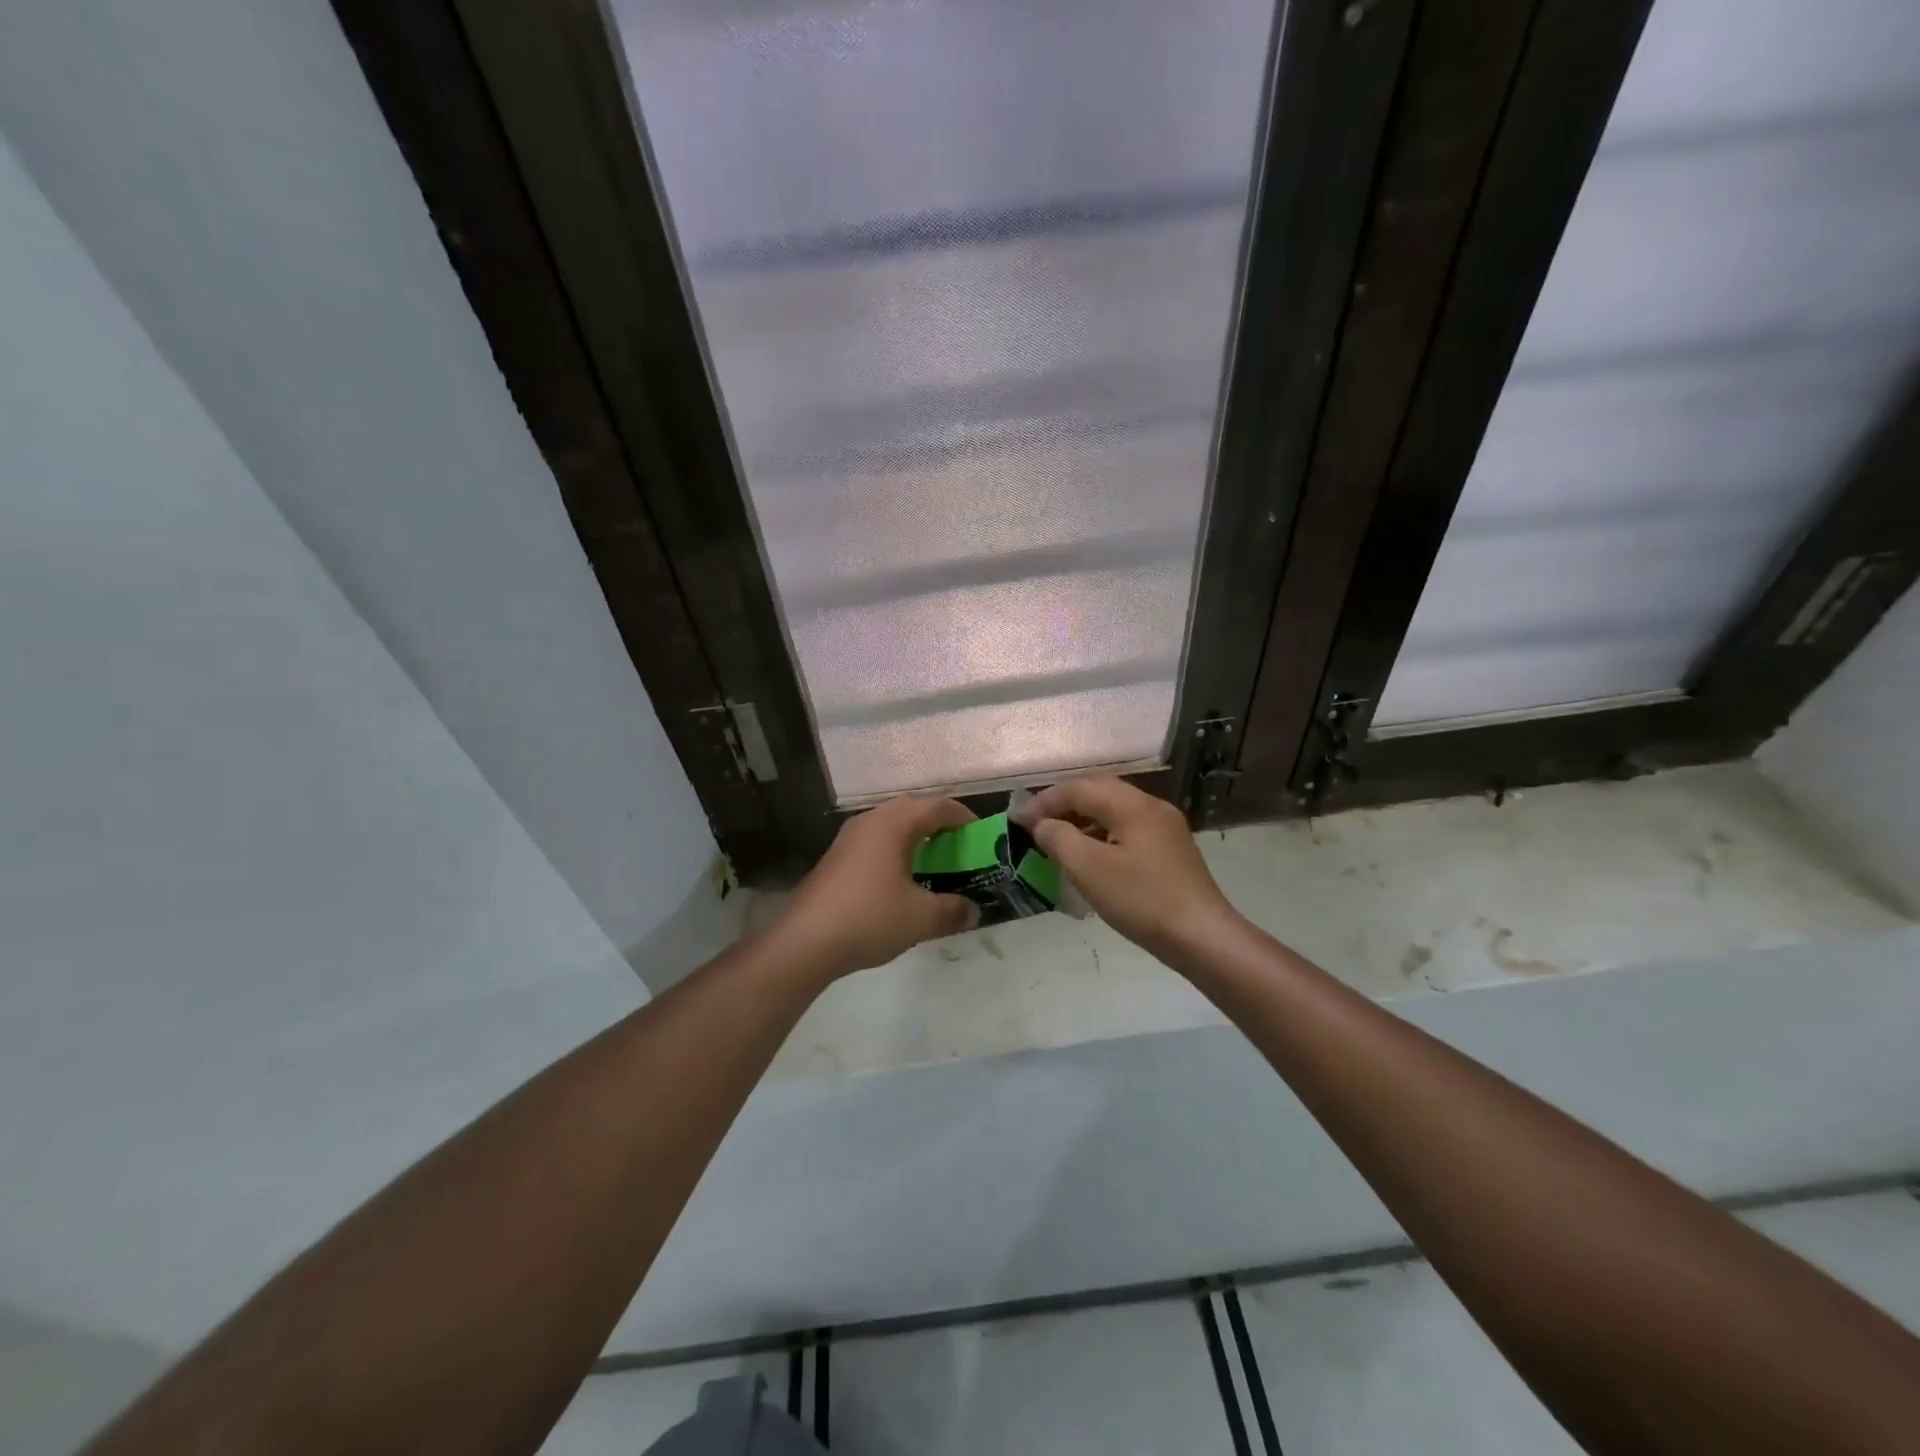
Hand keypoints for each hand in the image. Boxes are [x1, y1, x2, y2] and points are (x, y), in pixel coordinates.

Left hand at [775, 796, 980, 976]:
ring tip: (935, 866)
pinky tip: (901, 883)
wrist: (804, 942)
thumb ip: (953, 910)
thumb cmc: (869, 918)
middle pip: (914, 811)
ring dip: (916, 840)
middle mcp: (870, 820)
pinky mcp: (836, 858)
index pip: (939, 806)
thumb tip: (973, 910)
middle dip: (941, 828)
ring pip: (892, 827)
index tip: (983, 838)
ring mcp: (848, 838)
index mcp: (894, 823)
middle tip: (961, 851)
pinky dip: (896, 853)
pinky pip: (876, 843)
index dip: (965, 818)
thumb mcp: (921, 918)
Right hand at [1016, 777, 1237, 959]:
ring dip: (1083, 819)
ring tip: (1058, 841)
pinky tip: (1091, 857)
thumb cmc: (1141, 900)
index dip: (1044, 801)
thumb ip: (1058, 838)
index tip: (1018, 821)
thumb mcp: (1089, 869)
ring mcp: (1165, 827)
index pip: (1078, 788)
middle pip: (1098, 791)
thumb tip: (1042, 824)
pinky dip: (1102, 834)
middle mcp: (1151, 806)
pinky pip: (1128, 828)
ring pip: (1114, 810)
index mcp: (1131, 804)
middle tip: (1036, 825)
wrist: (1202, 936)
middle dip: (1063, 804)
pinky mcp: (1171, 849)